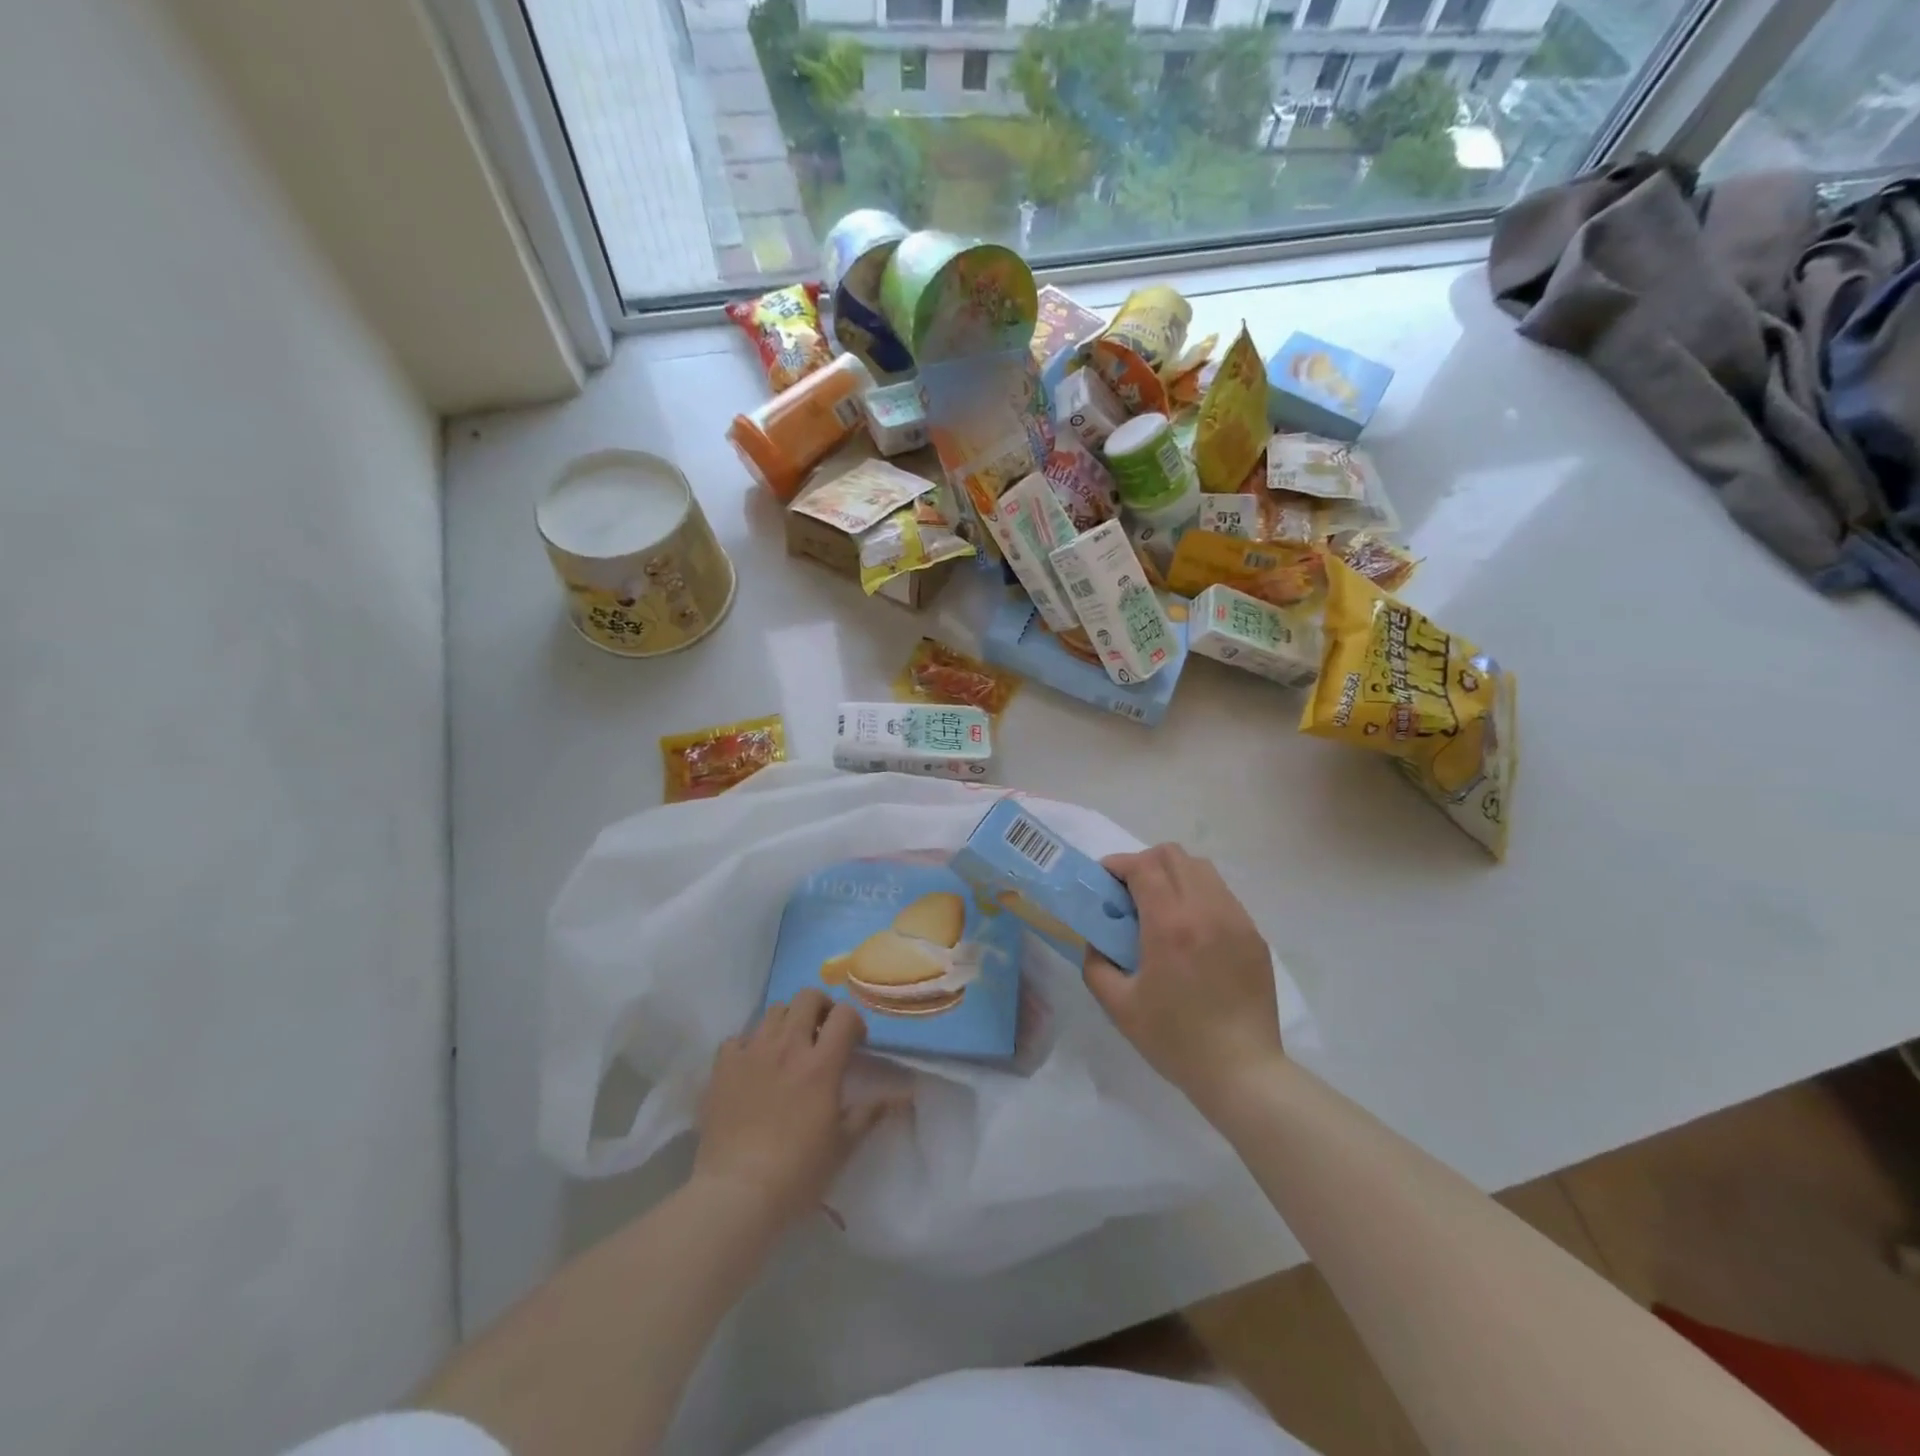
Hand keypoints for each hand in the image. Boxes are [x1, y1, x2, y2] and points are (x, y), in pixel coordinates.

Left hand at [693, 989, 890, 1228]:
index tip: (855, 1043)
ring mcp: (752, 1052)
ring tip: (788, 1048)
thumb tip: (903, 1095)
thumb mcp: (843, 1145)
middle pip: (807, 997)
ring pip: (773, 1010)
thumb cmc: (798, 1172)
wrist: (735, 1194)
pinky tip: (753, 1065)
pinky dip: (749, 1044)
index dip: (854, 1022)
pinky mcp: (723, 1067)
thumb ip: (871, 1112)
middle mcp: (787, 1046)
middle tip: (822, 1034)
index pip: (845, 1015)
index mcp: (821, 1064)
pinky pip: (738, 1037)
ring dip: (787, 1021)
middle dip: (821, 1008)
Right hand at [1083, 844, 1283, 1108]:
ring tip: (1160, 905)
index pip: (1143, 866)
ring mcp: (1236, 919)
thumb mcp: (1118, 1006)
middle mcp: (1206, 910)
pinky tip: (1189, 928)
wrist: (1242, 1071)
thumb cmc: (1175, 1040)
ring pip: (1201, 868)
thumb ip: (1096, 963)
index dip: (1119, 864)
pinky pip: (1221, 893)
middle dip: (1144, 862)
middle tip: (1129, 891)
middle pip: (1173, 855)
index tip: (1104, 879)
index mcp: (1170, 925)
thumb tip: (1097, 939)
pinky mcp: (1253, 934)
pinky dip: (1198, 894)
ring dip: (1173, 874)